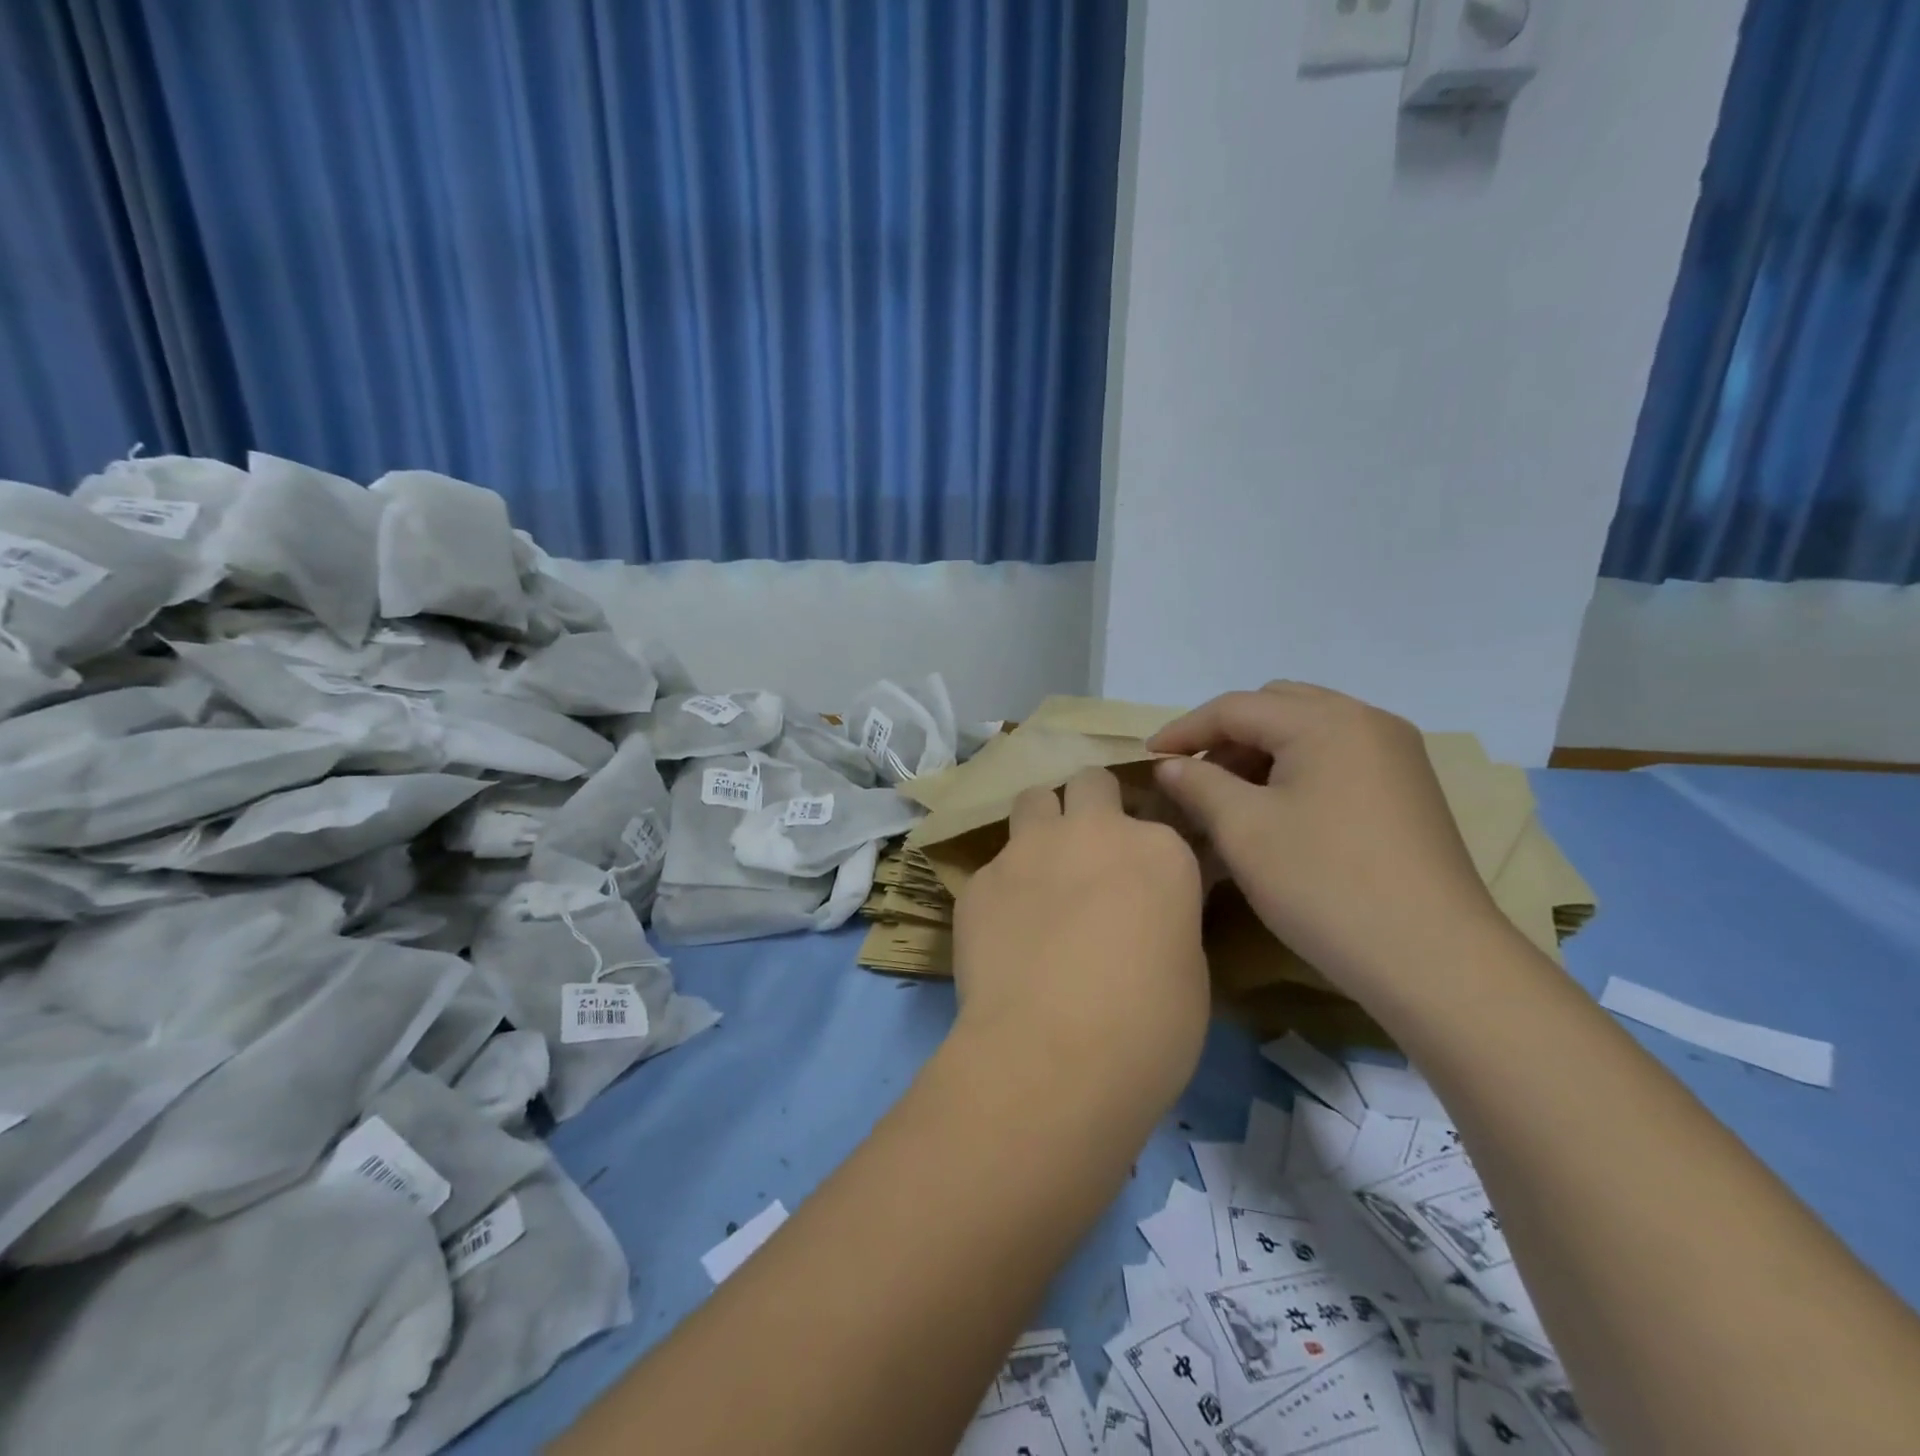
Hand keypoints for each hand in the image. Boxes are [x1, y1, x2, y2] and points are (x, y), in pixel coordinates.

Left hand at [951, 768, 1208, 1113]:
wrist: (1052, 1056)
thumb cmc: (1147, 1027)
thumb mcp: (1188, 970)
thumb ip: (1166, 917)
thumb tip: (1148, 912)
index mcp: (1157, 849)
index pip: (1158, 821)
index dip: (1148, 851)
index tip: (1145, 882)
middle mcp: (1091, 831)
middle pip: (1090, 783)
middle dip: (1091, 805)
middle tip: (1091, 852)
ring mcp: (1027, 849)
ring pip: (1032, 799)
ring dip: (1042, 824)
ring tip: (1042, 871)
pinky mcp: (979, 880)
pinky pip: (994, 865)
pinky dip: (1003, 886)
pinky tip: (1003, 931)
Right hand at [1148, 683, 1505, 1003]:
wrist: (1436, 960)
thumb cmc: (1326, 885)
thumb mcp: (1244, 830)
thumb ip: (1199, 784)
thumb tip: (1170, 766)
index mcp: (1326, 721)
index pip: (1236, 707)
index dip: (1184, 730)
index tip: (1147, 759)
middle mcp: (1367, 722)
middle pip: (1276, 707)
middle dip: (1226, 736)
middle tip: (1194, 778)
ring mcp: (1396, 755)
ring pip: (1308, 731)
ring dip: (1261, 753)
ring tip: (1229, 798)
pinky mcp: (1408, 789)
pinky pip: (1336, 757)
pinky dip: (1296, 770)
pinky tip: (1279, 812)